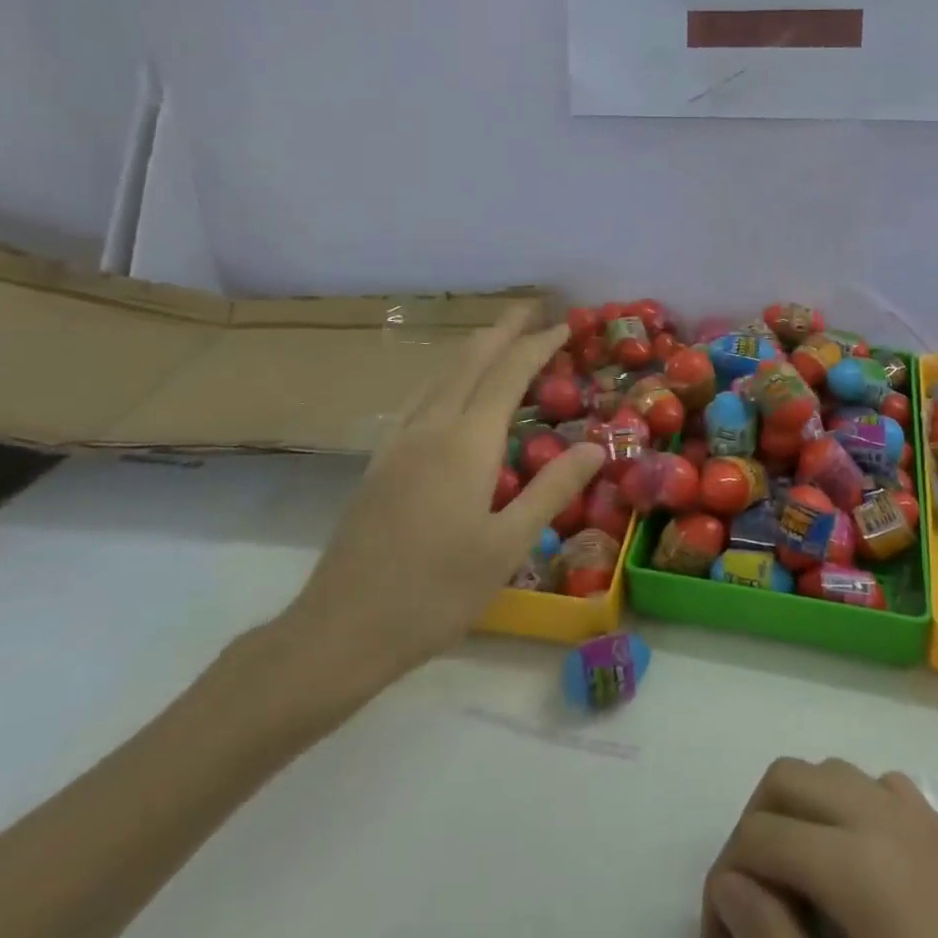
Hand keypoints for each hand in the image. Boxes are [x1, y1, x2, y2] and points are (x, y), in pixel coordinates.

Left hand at [261, 306, 604, 720]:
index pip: (509, 373)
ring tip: (498, 338)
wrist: (342, 629)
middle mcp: (430, 427)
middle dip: (503, 329)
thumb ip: (552, 489)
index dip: (538, 345)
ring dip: (473, 348)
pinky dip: (448, 376)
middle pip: (469, 360)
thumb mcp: (507, 545)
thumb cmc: (435, 592)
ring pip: (440, 375)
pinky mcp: (380, 462)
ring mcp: (398, 442)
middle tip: (532, 308)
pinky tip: (449, 391)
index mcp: (466, 442)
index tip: (565, 326)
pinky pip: (420, 398)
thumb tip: (595, 447)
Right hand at [702, 759, 937, 937]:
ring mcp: (915, 811)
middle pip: (786, 779)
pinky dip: (839, 807)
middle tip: (744, 902)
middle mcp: (880, 813)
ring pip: (826, 772)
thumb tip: (730, 889)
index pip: (759, 837)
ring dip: (793, 811)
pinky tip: (848, 867)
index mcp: (858, 864)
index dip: (721, 880)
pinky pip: (870, 785)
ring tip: (791, 886)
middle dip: (750, 829)